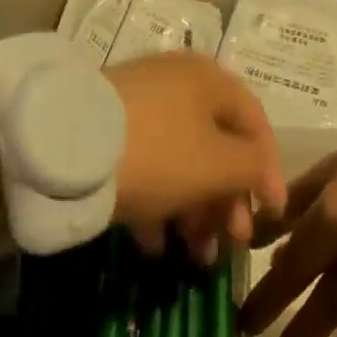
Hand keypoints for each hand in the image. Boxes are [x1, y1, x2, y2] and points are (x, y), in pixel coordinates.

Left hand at [107, 52, 286, 262]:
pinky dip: (157, 203)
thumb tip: (266, 176)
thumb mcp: (219, 164)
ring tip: (194, 256)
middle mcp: (180, 83)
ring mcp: (140, 104)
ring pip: (181, 159)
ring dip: (194, 210)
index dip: (269, 171)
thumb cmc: (159, 151)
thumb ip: (254, 168)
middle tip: (231, 245)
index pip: (256, 124)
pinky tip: (154, 246)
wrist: (63, 145)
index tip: (272, 217)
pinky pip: (146, 165)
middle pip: (217, 144)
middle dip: (228, 201)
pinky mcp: (107, 129)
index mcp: (212, 80)